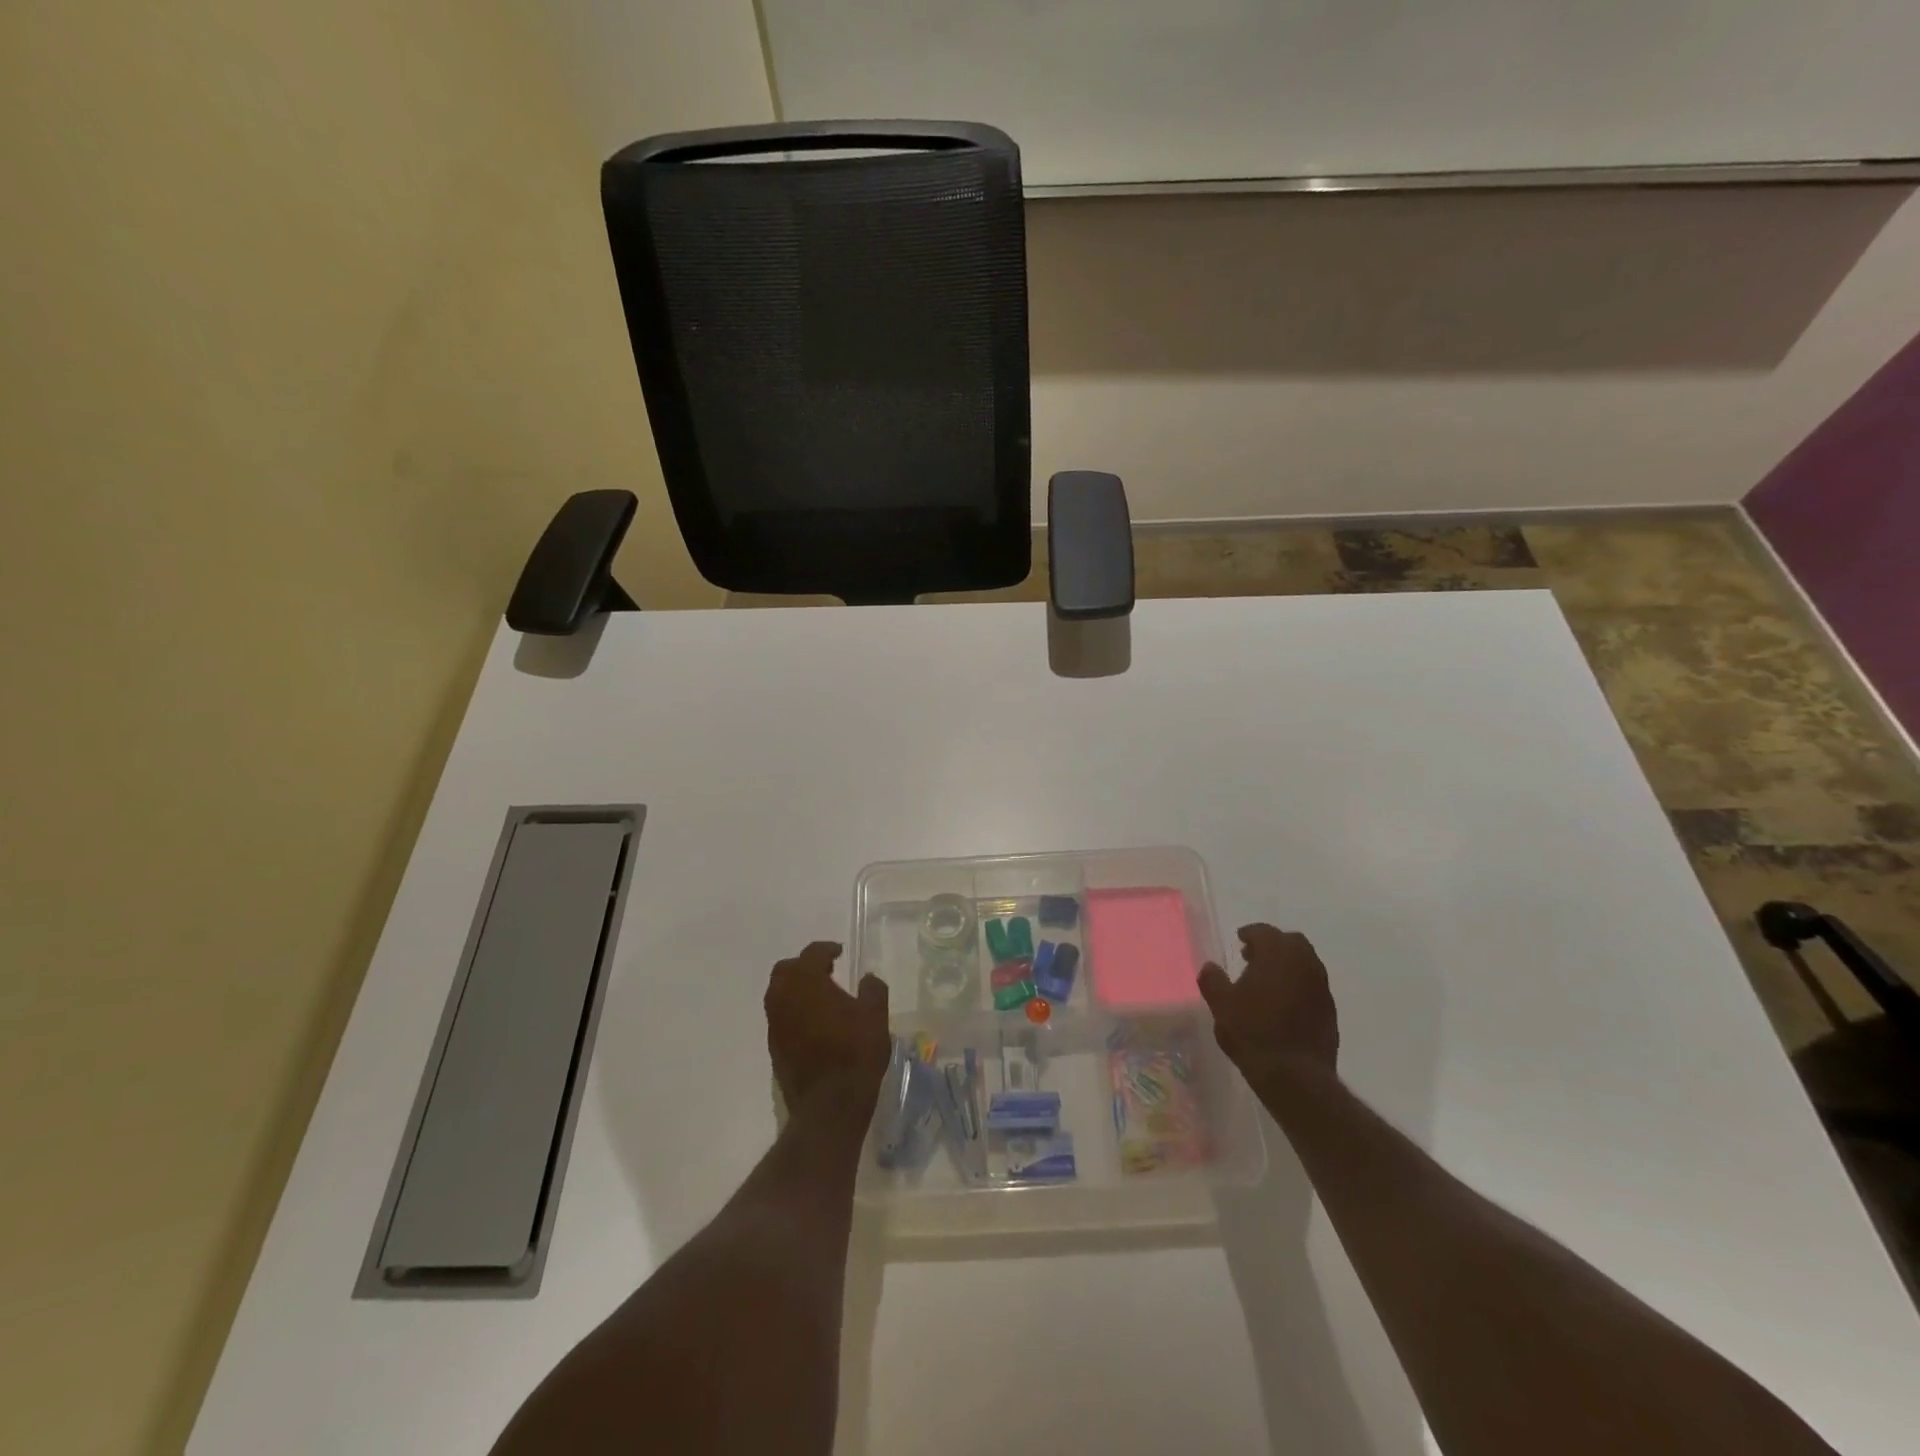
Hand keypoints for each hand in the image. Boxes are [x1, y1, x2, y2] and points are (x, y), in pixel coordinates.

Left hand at [764, 941, 890, 1111]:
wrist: (829, 1107)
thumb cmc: (855, 1054)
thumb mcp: (875, 1017)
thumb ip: (873, 990)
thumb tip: (867, 979)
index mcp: (807, 983)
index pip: (812, 954)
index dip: (826, 949)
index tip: (839, 953)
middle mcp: (784, 999)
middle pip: (785, 970)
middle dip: (803, 966)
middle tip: (826, 971)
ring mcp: (775, 1025)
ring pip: (778, 994)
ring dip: (796, 989)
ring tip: (820, 997)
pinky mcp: (774, 1048)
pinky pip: (780, 1017)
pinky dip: (794, 1011)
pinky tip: (814, 1023)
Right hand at [1198, 924, 1338, 1095]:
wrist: (1296, 1076)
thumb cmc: (1253, 1032)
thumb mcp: (1221, 1005)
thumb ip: (1213, 980)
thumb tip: (1210, 966)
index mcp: (1278, 954)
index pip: (1265, 932)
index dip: (1250, 933)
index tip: (1239, 939)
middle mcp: (1305, 964)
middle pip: (1291, 942)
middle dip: (1272, 945)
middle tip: (1252, 958)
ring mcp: (1321, 988)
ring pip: (1305, 964)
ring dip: (1286, 966)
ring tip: (1265, 983)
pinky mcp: (1330, 1012)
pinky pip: (1312, 987)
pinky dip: (1297, 986)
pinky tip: (1282, 1005)